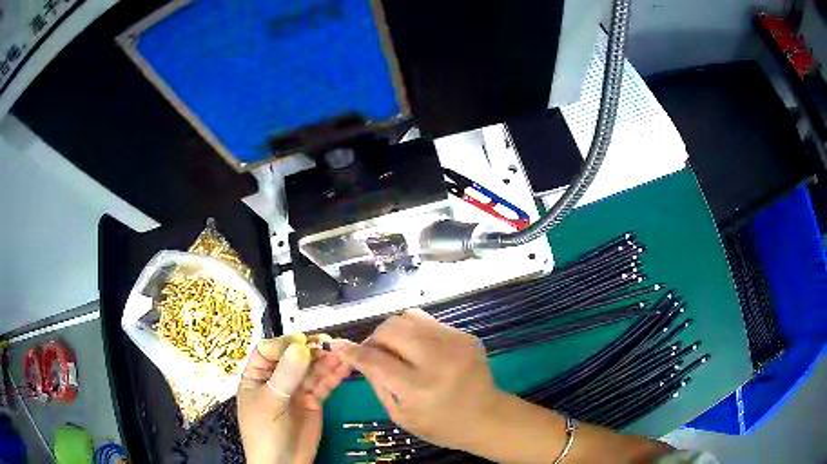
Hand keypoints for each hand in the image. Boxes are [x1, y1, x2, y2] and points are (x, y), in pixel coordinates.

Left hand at [237, 335, 351, 463]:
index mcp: (257, 376)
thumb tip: (300, 346)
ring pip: (311, 370)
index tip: (303, 342)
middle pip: (294, 358)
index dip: (285, 344)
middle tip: (329, 344)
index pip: (269, 351)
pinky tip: (344, 368)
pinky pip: (323, 385)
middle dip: (310, 350)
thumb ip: (286, 375)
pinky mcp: (313, 402)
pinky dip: (334, 376)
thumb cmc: (265, 433)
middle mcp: (277, 379)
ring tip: (342, 353)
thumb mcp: (271, 403)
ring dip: (325, 361)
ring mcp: (296, 391)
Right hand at [337, 309, 504, 451]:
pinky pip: (428, 322)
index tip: (338, 346)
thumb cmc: (441, 425)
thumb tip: (359, 356)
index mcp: (420, 387)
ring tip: (395, 349)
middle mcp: (438, 359)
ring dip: (393, 331)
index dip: (352, 351)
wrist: (487, 417)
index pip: (376, 360)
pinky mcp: (466, 335)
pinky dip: (414, 333)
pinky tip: (418, 350)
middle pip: (391, 328)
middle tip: (373, 352)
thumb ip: (378, 383)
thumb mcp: (401, 415)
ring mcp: (455, 343)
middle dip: (374, 338)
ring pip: (408, 317)